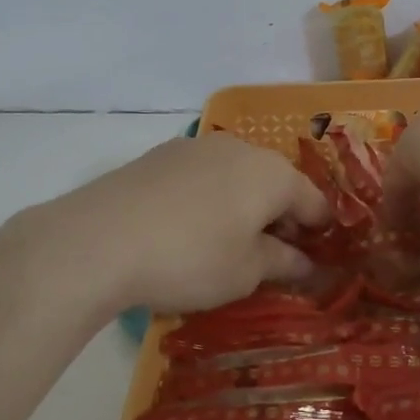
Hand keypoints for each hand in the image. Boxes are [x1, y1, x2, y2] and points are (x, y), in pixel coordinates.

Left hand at [9, 134, 328, 317]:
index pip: (313, 200)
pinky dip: (208, 196)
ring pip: (236, 174)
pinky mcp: (161, 154)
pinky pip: (201, 175)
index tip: (316, 258)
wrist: (100, 239)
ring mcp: (197, 147)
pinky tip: (188, 226)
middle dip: (279, 215)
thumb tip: (305, 262)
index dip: (319, 230)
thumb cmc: (190, 258)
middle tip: (270, 255)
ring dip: (242, 203)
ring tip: (227, 241)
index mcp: (273, 174)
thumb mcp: (245, 272)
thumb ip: (282, 262)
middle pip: (275, 181)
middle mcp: (241, 149)